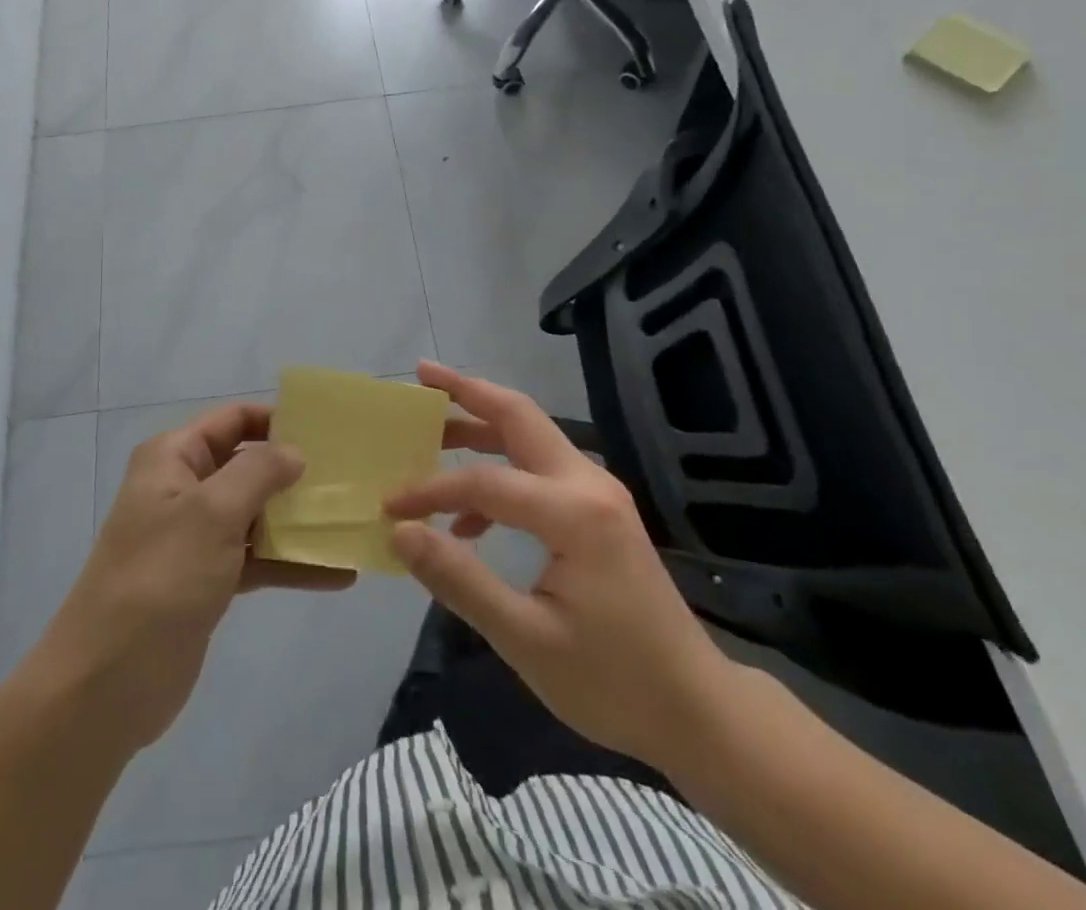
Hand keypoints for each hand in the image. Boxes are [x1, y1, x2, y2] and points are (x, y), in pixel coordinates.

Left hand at [31, 403, 351, 755]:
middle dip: (295, 471)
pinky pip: (257, 559)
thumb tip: (295, 451)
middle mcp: (184, 488)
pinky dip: (292, 564)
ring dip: (299, 520)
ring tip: (350, 522)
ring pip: (257, 514)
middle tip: (349, 477)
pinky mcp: (208, 580)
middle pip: (248, 465)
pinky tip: (338, 574)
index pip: (233, 419)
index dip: (276, 420)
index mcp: (174, 457)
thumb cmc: (161, 578)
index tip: (326, 432)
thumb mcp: (212, 512)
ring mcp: (196, 537)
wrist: (107, 683)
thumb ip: (259, 472)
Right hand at [386, 362, 736, 770]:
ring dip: (481, 423)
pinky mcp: (598, 509)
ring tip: (433, 428)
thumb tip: (402, 532)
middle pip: (518, 415)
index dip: (431, 490)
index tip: (389, 508)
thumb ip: (460, 579)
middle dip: (467, 391)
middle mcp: (587, 483)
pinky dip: (500, 469)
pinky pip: (539, 469)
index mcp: (574, 512)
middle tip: (421, 375)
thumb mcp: (527, 640)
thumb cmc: (613, 682)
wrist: (696, 710)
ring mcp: (597, 492)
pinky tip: (470, 518)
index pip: (484, 482)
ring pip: (529, 434)